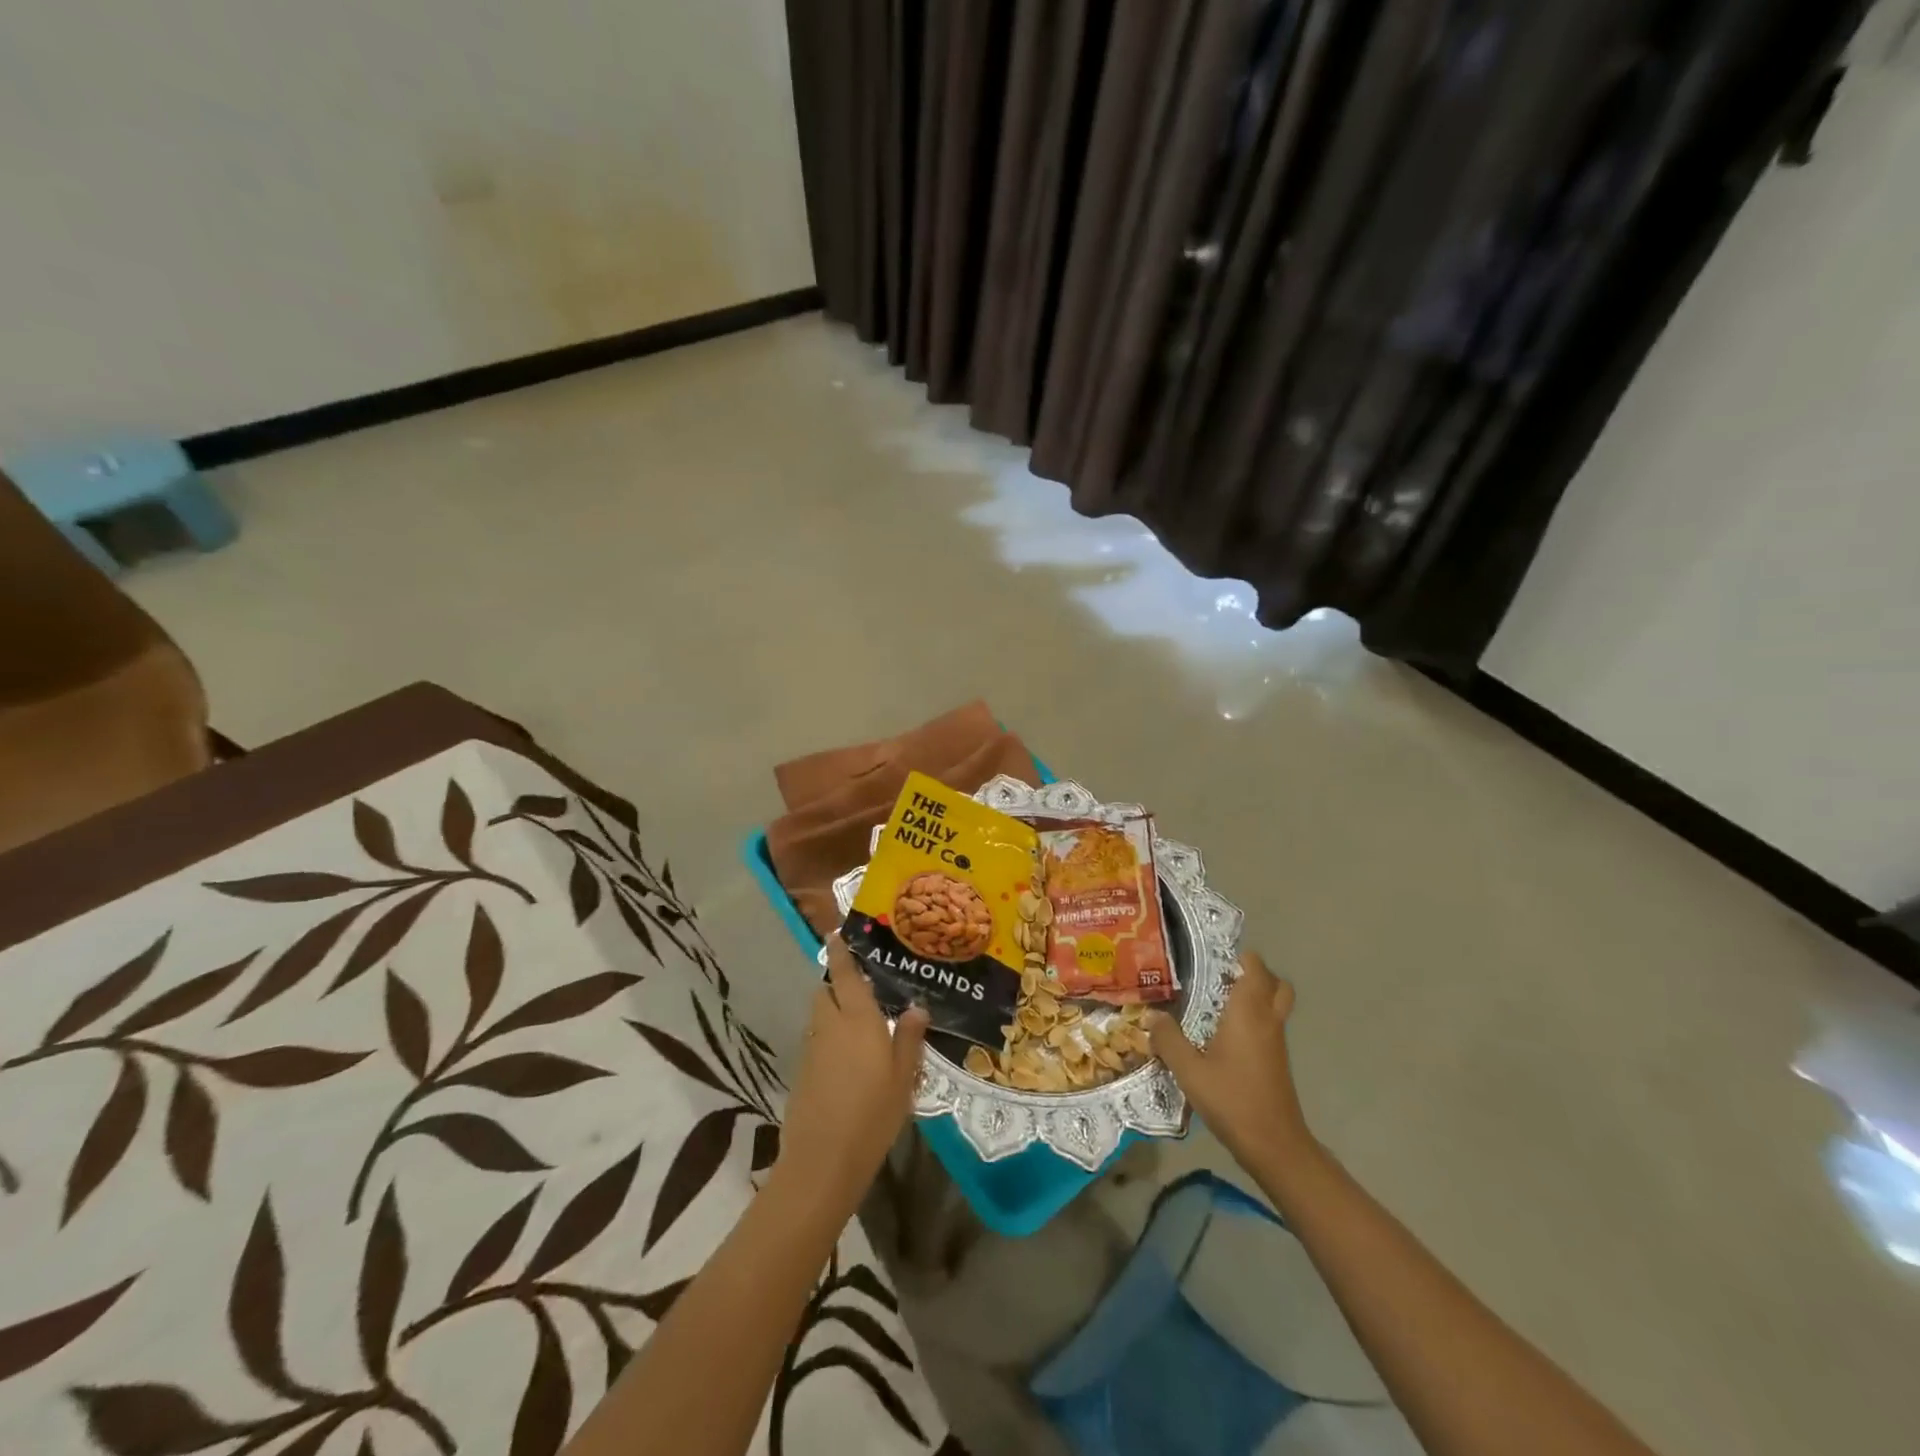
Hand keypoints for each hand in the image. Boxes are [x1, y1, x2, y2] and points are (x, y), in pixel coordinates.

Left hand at [774, 937, 929, 1210]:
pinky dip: (829, 1040)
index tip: (835, 935)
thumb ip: (909, 1038)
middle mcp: (830, 1025)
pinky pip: (817, 1042)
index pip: (845, 974)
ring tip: (861, 1028)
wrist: (822, 1161)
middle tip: (863, 992)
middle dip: (838, 985)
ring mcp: (812, 1050)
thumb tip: (916, 1007)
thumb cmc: (872, 1114)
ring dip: (833, 1013)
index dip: (839, 953)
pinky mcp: (803, 1073)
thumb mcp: (904, 1077)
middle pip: (826, 992)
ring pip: (820, 1017)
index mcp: (858, 1019)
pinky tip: (849, 1062)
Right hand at [1148, 951, 1313, 1171]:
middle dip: (1253, 974)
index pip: (1255, 967)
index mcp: (1248, 1012)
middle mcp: (1267, 1020)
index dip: (1239, 956)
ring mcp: (1276, 1041)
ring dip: (1255, 997)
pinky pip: (1269, 1025)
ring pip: (1275, 1005)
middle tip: (1222, 977)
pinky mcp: (1277, 1061)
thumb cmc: (1232, 1099)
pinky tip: (1223, 1034)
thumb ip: (1168, 1039)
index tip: (1212, 956)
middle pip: (1275, 983)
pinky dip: (1254, 1019)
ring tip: (1217, 1002)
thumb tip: (1152, 1015)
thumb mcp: (1189, 1070)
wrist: (1274, 1144)